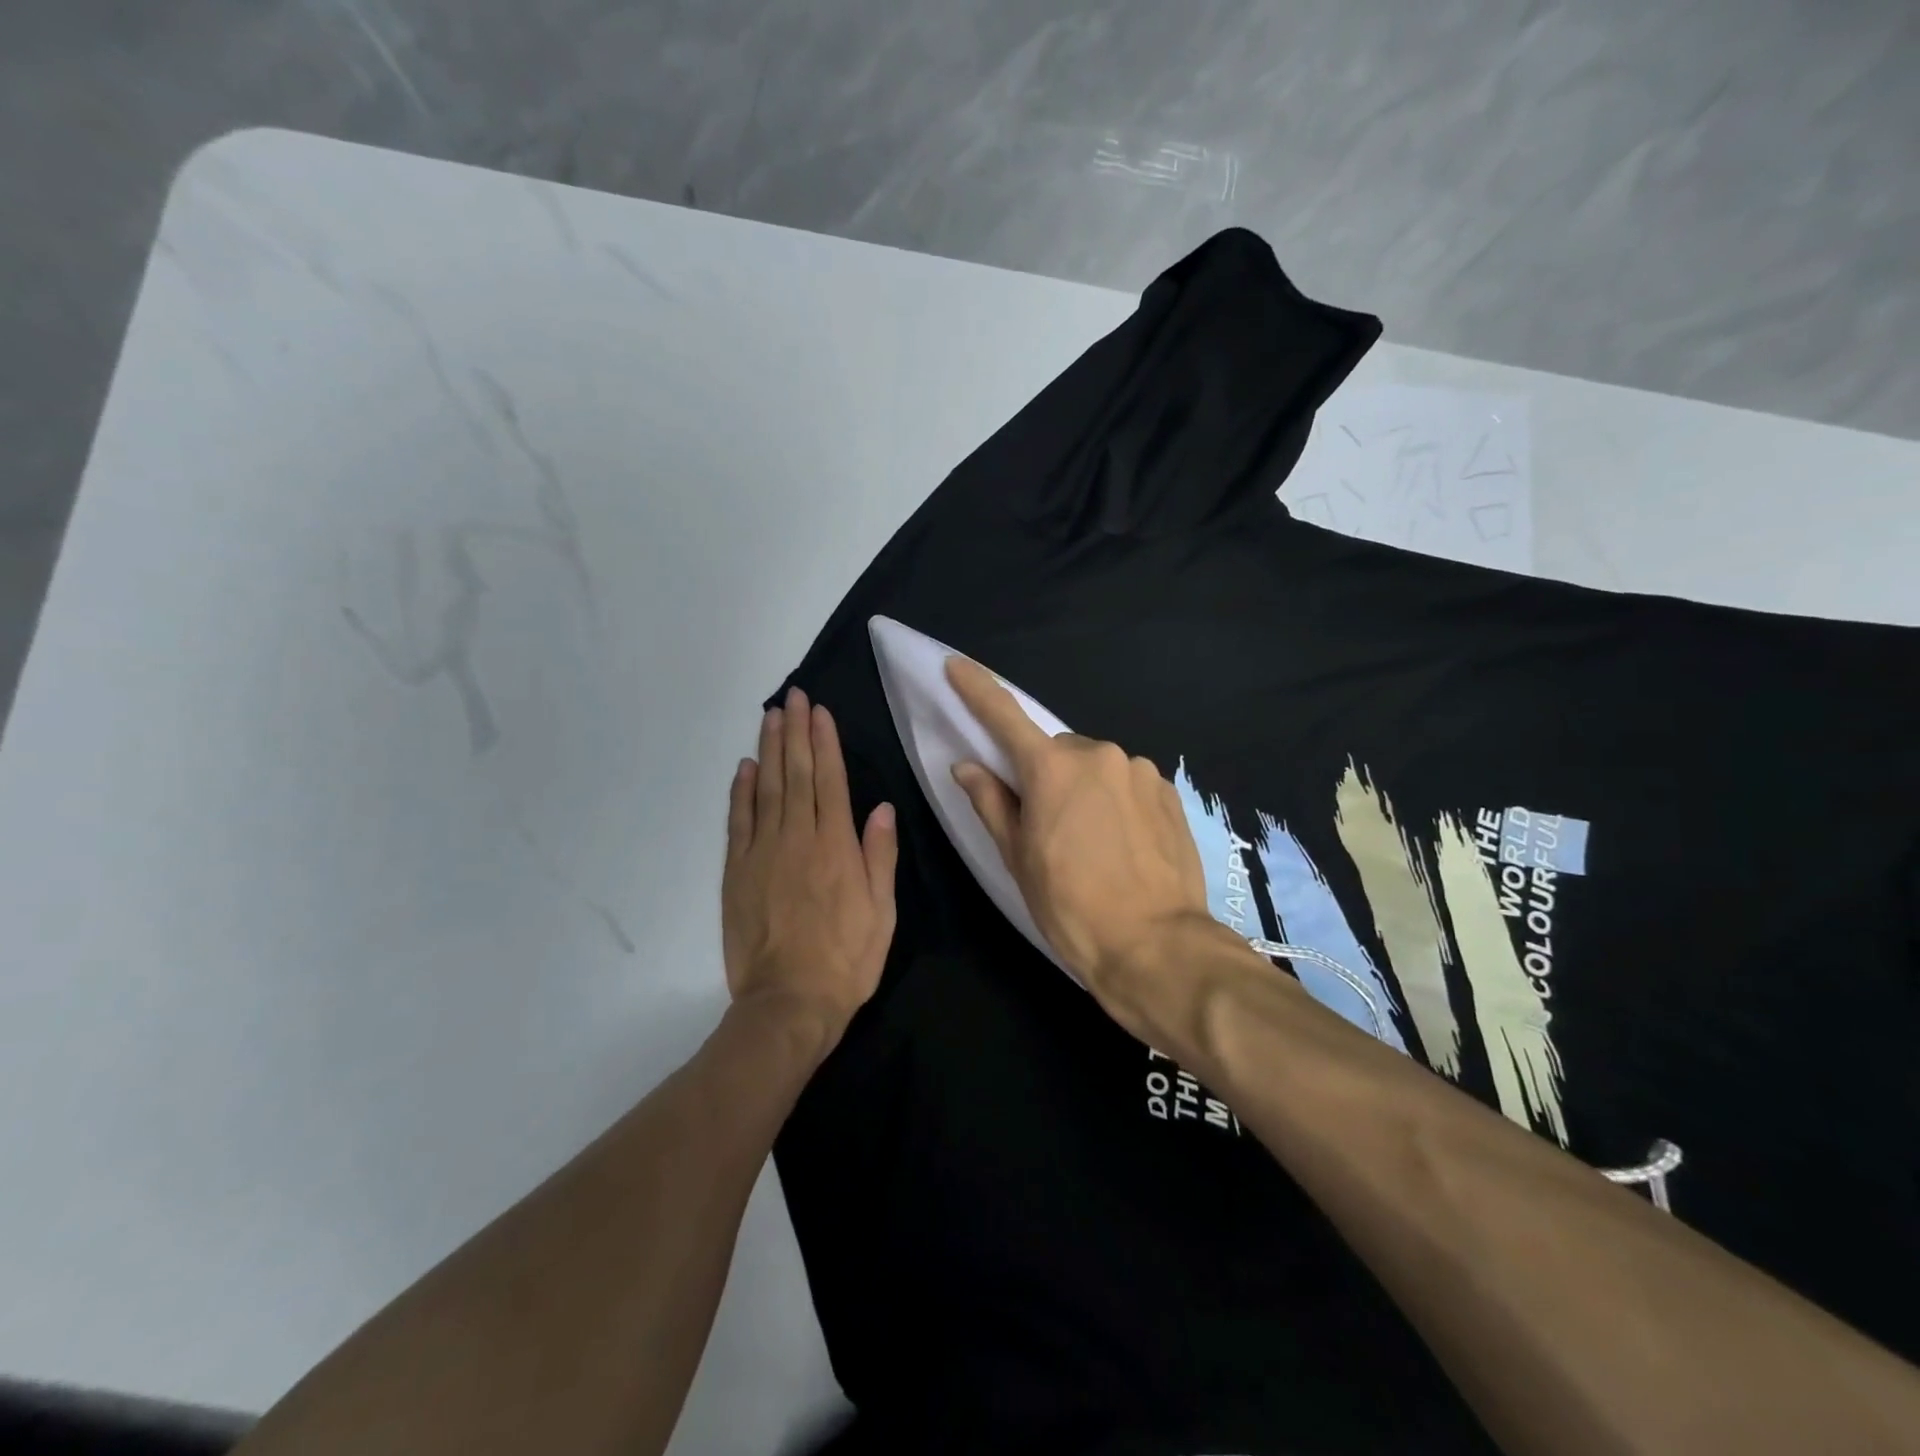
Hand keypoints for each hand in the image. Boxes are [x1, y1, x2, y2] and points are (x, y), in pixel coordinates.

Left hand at [721, 686, 898, 1052]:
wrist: (788, 1002)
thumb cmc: (846, 959)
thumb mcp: (882, 912)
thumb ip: (880, 856)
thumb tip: (881, 808)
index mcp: (836, 846)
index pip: (830, 781)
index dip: (824, 743)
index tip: (819, 711)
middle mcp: (797, 839)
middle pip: (795, 775)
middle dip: (795, 732)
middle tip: (793, 698)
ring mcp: (762, 853)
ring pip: (765, 789)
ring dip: (768, 750)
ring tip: (770, 717)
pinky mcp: (736, 872)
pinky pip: (738, 822)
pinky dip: (740, 791)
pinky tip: (744, 768)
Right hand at [945, 656, 1238, 1039]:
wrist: (1156, 944)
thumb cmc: (1071, 906)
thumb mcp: (1018, 858)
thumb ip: (992, 803)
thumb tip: (967, 766)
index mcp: (1052, 769)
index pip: (1004, 717)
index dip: (977, 689)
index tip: (957, 665)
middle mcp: (1098, 754)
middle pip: (1057, 752)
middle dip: (1047, 775)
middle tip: (1048, 824)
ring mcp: (1139, 771)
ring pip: (1096, 767)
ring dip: (1085, 789)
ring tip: (1093, 842)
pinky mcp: (1168, 791)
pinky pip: (1127, 783)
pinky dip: (1116, 801)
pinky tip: (1123, 843)